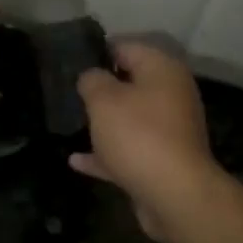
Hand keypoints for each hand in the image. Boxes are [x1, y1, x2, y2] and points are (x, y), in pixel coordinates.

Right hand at [71, 41, 216, 240]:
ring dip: (104, 123)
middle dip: (101, 89)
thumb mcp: (103, 99)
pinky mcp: (163, 161)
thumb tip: (92, 77)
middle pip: (131, 84)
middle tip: (69, 93)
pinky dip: (107, 153)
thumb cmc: (137, 135)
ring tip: (72, 123)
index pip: (126, 47)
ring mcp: (169, 130)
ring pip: (131, 119)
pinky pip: (129, 150)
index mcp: (162, 70)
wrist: (174, 194)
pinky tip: (77, 161)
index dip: (98, 52)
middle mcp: (171, 95)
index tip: (71, 62)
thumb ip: (92, 80)